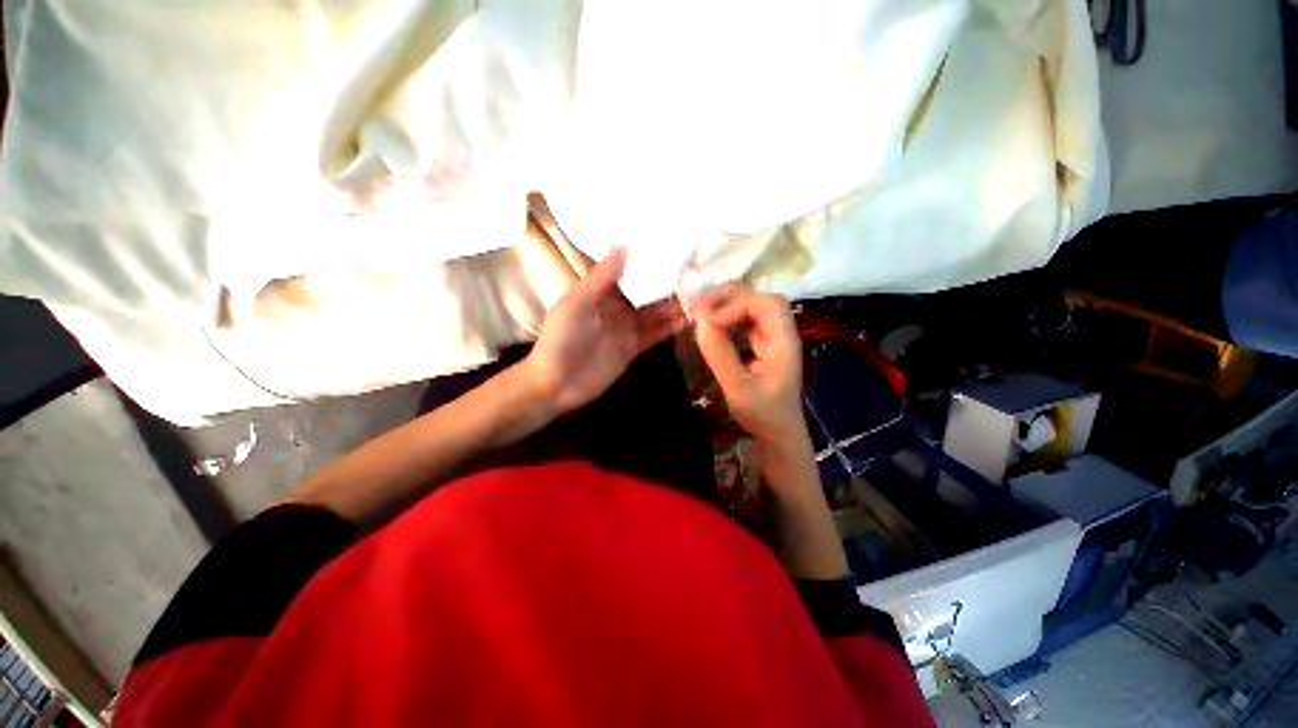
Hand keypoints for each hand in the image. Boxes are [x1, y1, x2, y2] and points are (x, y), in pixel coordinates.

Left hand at [522, 247, 686, 415]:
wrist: (557, 384)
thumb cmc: (562, 338)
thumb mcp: (578, 303)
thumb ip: (601, 277)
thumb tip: (622, 245)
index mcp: (598, 291)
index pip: (626, 270)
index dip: (645, 260)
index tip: (668, 247)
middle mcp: (615, 306)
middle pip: (644, 291)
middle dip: (665, 283)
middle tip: (693, 273)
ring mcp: (625, 328)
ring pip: (654, 312)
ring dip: (672, 305)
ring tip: (696, 296)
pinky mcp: (633, 348)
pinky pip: (655, 334)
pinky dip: (670, 328)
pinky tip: (687, 320)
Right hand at [689, 286, 804, 445]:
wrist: (779, 436)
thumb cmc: (763, 416)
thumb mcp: (737, 388)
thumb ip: (720, 354)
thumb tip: (700, 321)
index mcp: (783, 342)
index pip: (765, 304)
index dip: (734, 306)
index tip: (708, 323)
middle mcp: (781, 334)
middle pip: (760, 300)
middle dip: (729, 298)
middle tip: (698, 305)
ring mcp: (773, 339)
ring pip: (753, 308)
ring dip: (727, 306)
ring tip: (701, 312)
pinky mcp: (763, 347)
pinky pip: (747, 322)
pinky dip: (728, 318)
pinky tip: (713, 326)